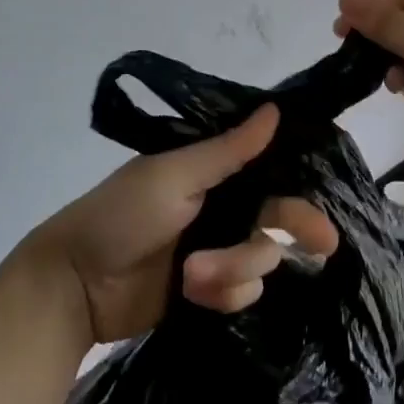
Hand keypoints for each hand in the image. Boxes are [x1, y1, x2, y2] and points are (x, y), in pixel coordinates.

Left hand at [26, 105, 339, 344]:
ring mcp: (217, 252)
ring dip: (234, 268)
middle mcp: (223, 210)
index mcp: (214, 174)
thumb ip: (228, 149)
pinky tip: (194, 293)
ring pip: (261, 260)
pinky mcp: (208, 292)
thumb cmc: (122, 215)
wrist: (76, 285)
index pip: (271, 174)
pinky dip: (223, 294)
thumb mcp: (174, 175)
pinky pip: (242, 294)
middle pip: (277, 219)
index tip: (327, 200)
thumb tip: (275, 109)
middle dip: (294, 230)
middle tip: (323, 246)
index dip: (300, 189)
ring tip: (193, 275)